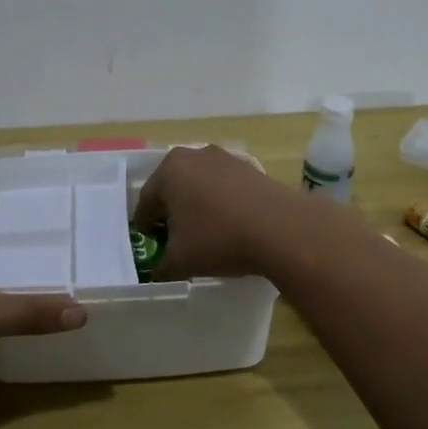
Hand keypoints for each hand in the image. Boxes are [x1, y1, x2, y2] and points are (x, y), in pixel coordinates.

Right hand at [131, 144, 308, 281]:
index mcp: (169, 171)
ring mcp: (224, 158)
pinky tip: (230, 226)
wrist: (281, 228)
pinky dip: (220, 203)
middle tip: (175, 240)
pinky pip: (223, 187)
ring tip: (204, 234)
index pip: (146, 203)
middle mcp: (194, 156)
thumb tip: (158, 272)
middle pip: (172, 189)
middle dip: (171, 214)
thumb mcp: (180, 261)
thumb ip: (161, 267)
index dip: (146, 228)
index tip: (152, 246)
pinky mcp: (249, 167)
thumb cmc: (219, 239)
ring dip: (196, 207)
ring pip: (199, 186)